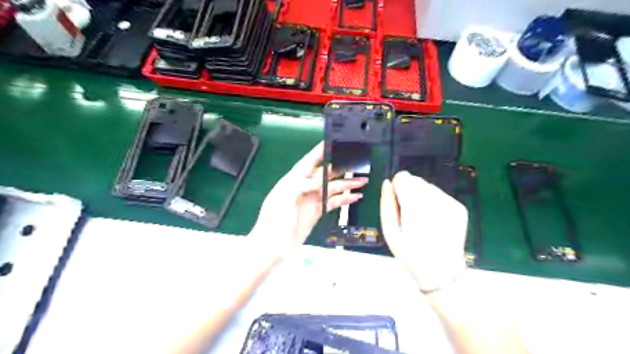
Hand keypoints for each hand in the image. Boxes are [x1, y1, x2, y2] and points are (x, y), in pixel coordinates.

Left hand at [251, 141, 367, 256]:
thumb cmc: (274, 221)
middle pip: (325, 174)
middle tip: (356, 163)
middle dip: (340, 168)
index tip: (331, 142)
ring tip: (362, 181)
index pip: (308, 162)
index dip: (319, 152)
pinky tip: (355, 197)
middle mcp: (304, 187)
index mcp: (293, 180)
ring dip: (346, 184)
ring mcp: (312, 199)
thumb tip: (318, 180)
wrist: (273, 247)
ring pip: (332, 187)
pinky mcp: (317, 211)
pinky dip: (344, 199)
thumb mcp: (283, 198)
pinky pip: (333, 202)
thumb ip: (300, 184)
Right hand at [379, 170, 466, 290]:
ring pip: (429, 187)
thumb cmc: (410, 254)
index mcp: (414, 205)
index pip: (403, 177)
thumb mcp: (389, 232)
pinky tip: (434, 222)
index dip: (397, 189)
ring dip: (422, 198)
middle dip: (410, 193)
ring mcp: (450, 203)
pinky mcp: (460, 207)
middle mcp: (434, 199)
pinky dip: (435, 204)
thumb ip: (386, 204)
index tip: (398, 204)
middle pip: (416, 180)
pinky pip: (441, 196)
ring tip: (422, 220)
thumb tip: (387, 183)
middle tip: (410, 216)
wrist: (441, 272)